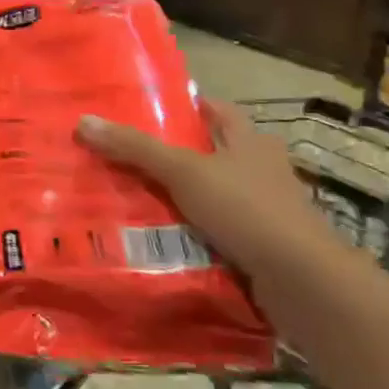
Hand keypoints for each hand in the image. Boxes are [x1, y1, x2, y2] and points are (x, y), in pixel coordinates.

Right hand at [76, 100, 335, 277]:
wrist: (304, 283)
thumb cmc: (247, 210)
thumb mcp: (184, 172)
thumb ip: (135, 148)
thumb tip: (84, 120)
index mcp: (249, 140)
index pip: (212, 109)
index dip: (179, 106)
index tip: (138, 110)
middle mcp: (258, 169)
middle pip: (205, 153)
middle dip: (167, 155)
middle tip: (118, 156)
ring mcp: (261, 209)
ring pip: (207, 194)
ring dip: (174, 197)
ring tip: (124, 196)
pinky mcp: (258, 246)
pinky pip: (212, 230)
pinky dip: (186, 232)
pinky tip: (154, 238)